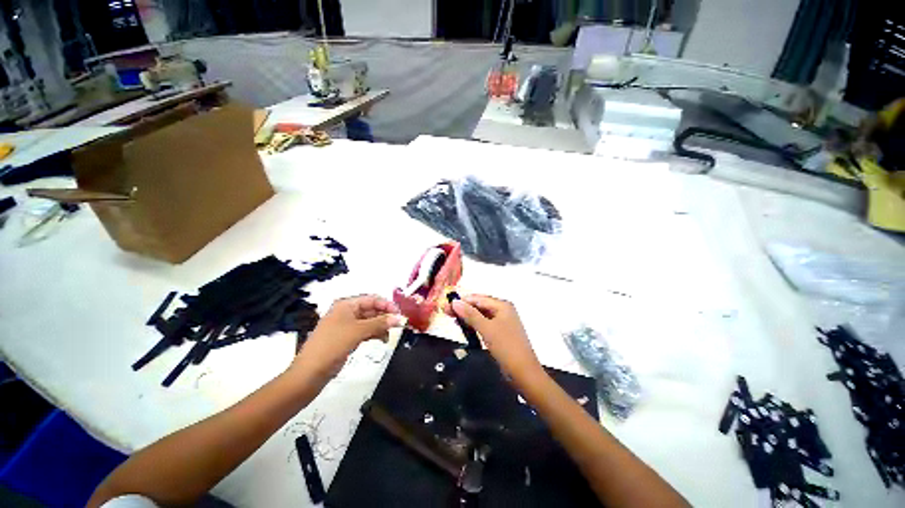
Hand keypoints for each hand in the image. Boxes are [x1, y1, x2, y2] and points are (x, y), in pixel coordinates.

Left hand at [291, 295, 401, 382]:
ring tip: (391, 334)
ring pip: (370, 321)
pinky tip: (383, 339)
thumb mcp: (358, 331)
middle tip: (399, 324)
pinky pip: (366, 331)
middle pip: (372, 310)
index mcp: (346, 305)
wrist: (310, 373)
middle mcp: (347, 312)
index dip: (387, 305)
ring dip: (381, 326)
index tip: (400, 314)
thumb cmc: (332, 345)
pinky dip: (375, 334)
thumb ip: (380, 323)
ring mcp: (347, 326)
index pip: (372, 299)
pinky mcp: (348, 338)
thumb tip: (399, 318)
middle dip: (385, 316)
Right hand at [449, 295, 542, 382]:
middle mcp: (503, 310)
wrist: (524, 373)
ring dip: (468, 317)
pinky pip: (485, 324)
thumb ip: (470, 314)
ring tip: (452, 319)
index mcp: (502, 305)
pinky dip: (474, 325)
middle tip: (446, 313)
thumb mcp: (487, 329)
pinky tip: (465, 328)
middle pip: (479, 305)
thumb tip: (455, 302)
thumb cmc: (506, 347)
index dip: (462, 301)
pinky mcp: (501, 333)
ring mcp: (503, 322)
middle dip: (463, 308)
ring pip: (481, 315)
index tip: (446, 306)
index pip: (478, 298)